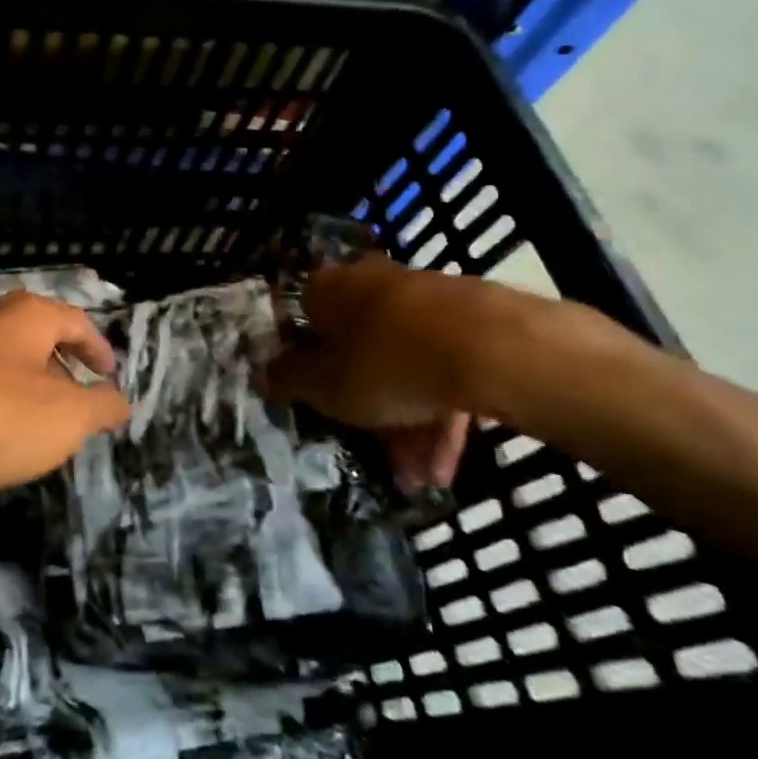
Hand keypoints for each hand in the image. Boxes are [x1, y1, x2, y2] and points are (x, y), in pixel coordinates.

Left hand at [0, 292, 129, 512]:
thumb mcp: (64, 418)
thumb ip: (99, 407)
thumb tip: (118, 401)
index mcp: (24, 316)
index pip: (76, 321)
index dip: (98, 349)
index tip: (110, 377)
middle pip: (37, 340)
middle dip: (63, 373)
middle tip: (81, 410)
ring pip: (2, 369)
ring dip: (27, 396)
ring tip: (42, 436)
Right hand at [262, 256, 553, 490]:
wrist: (494, 350)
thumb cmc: (387, 363)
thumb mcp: (325, 386)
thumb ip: (289, 381)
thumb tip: (263, 375)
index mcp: (333, 288)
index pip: (305, 313)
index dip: (303, 354)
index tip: (310, 390)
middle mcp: (377, 283)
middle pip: (359, 344)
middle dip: (363, 401)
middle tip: (369, 445)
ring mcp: (430, 300)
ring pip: (406, 362)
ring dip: (407, 421)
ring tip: (419, 475)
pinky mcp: (476, 322)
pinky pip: (445, 369)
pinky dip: (441, 414)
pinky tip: (445, 465)